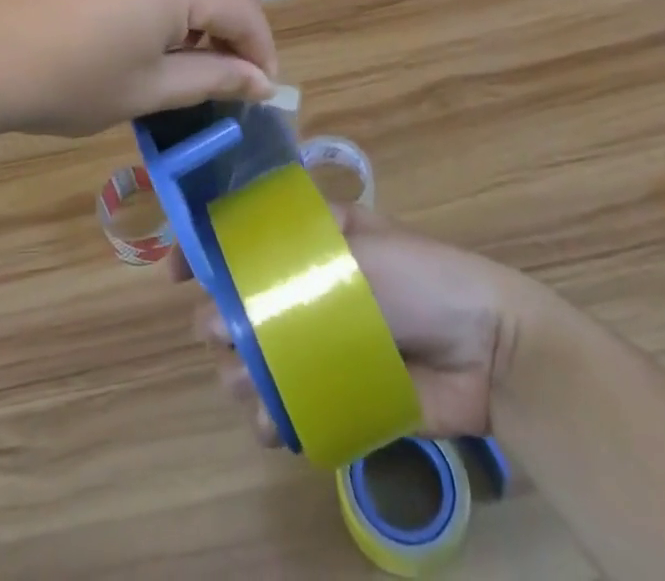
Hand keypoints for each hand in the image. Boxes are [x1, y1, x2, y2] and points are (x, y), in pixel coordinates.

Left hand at [0, 0, 277, 139]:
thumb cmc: (65, 78)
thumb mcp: (146, 89)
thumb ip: (212, 79)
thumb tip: (261, 83)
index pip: (246, 13)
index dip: (260, 53)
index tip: (262, 89)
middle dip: (242, 15)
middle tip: (228, 63)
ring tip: (190, 37)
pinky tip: (150, 9)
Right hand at [191, 204, 527, 439]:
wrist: (488, 351)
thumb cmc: (421, 278)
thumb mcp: (359, 245)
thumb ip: (294, 268)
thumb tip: (232, 295)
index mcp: (308, 244)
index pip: (239, 240)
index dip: (202, 252)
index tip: (176, 272)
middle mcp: (304, 291)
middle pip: (237, 305)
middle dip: (217, 323)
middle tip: (224, 337)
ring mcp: (317, 344)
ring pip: (253, 360)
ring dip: (239, 375)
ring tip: (253, 387)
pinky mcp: (333, 393)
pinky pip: (285, 407)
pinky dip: (269, 417)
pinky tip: (273, 422)